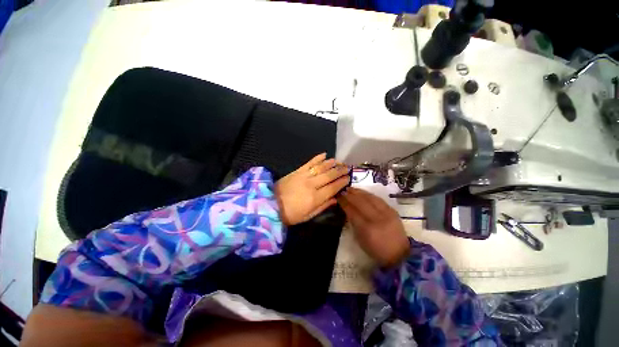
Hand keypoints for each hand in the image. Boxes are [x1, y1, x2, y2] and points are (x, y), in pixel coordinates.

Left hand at [275, 153, 349, 225]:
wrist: (270, 205)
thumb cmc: (290, 214)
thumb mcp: (308, 216)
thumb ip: (323, 207)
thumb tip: (335, 199)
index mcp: (315, 198)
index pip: (333, 187)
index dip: (342, 182)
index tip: (348, 178)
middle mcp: (312, 185)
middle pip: (329, 175)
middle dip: (339, 171)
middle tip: (347, 168)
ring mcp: (304, 176)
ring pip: (321, 167)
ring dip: (331, 163)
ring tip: (338, 161)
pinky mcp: (297, 171)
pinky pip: (309, 163)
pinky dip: (317, 158)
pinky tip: (324, 155)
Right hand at [337, 188, 409, 267]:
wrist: (399, 253)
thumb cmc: (376, 249)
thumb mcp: (360, 239)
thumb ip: (353, 223)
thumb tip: (347, 210)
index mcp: (366, 229)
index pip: (352, 211)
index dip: (344, 203)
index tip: (337, 197)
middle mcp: (376, 218)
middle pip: (360, 202)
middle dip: (349, 195)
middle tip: (342, 191)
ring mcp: (386, 213)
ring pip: (370, 197)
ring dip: (358, 192)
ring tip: (350, 188)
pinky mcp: (392, 210)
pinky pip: (378, 199)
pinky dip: (368, 194)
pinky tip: (362, 192)